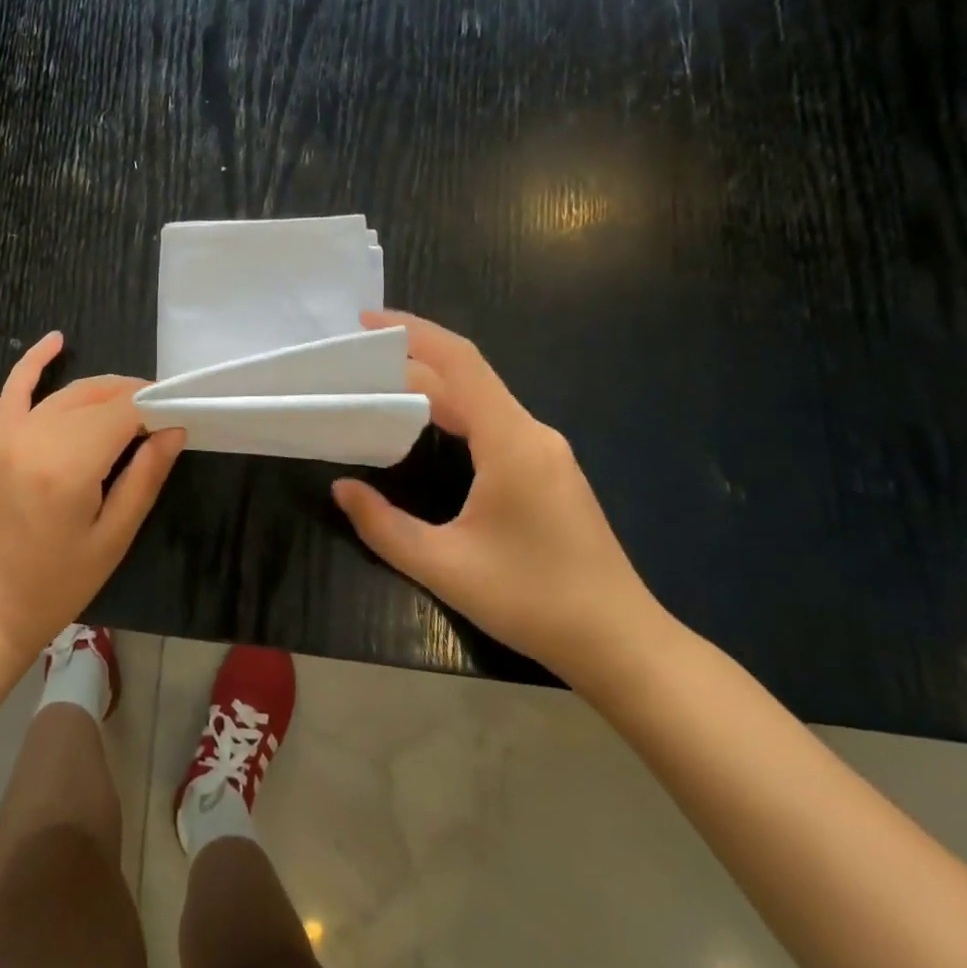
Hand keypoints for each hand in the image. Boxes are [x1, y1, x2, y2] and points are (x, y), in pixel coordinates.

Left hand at [0, 332, 184, 658]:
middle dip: (134, 398)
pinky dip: (34, 362)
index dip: (155, 407)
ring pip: (69, 393)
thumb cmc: (58, 583)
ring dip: (104, 390)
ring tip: (134, 401)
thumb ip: (145, 476)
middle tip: (162, 416)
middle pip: (98, 396)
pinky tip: (56, 340)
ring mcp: (12, 435)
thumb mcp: (115, 537)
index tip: (177, 417)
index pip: (124, 412)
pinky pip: (15, 389)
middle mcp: (39, 437)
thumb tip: (174, 429)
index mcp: (70, 464)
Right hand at [330, 311, 668, 689]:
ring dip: (430, 387)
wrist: (623, 645)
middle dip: (410, 360)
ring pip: (480, 401)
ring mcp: (545, 452)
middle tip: (356, 363)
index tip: (367, 322)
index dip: (413, 332)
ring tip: (378, 389)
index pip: (459, 363)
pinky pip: (493, 423)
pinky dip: (452, 413)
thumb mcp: (444, 567)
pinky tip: (424, 429)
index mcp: (511, 442)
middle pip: (466, 378)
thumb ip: (383, 526)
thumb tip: (342, 488)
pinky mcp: (548, 471)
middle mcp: (531, 434)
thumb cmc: (533, 600)